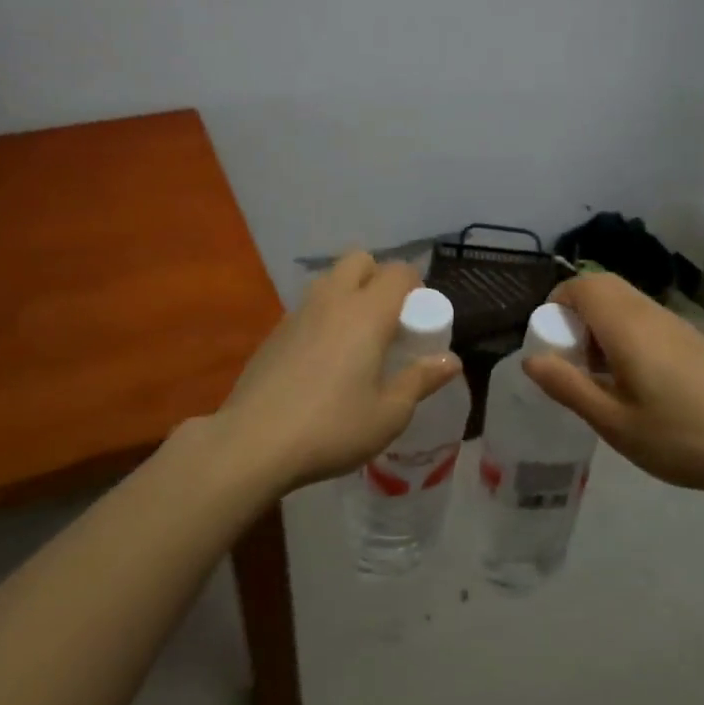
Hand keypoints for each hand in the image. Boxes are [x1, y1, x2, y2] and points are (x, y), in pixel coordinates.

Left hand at [217, 251, 460, 490]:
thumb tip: (451, 361)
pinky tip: (322, 360)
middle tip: (387, 319)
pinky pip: (307, 307)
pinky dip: (323, 317)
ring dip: (348, 293)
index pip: (399, 272)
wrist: (252, 443)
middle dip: (378, 277)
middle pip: (360, 260)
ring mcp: (298, 313)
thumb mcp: (389, 414)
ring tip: (356, 337)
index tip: (418, 319)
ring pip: (329, 280)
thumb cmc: (332, 428)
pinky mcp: (274, 332)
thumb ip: (420, 381)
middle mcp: (333, 300)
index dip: (415, 287)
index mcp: (367, 312)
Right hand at [523, 273, 703, 496]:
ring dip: (601, 324)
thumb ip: (569, 386)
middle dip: (576, 312)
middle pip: (603, 286)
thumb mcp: (615, 422)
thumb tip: (531, 359)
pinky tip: (635, 382)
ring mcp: (676, 323)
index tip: (550, 343)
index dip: (555, 304)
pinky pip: (645, 318)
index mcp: (627, 325)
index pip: (581, 285)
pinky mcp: (692, 339)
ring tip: (601, 374)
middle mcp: (650, 313)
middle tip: (572, 358)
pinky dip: (625, 333)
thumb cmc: (681, 436)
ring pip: (625, 302)